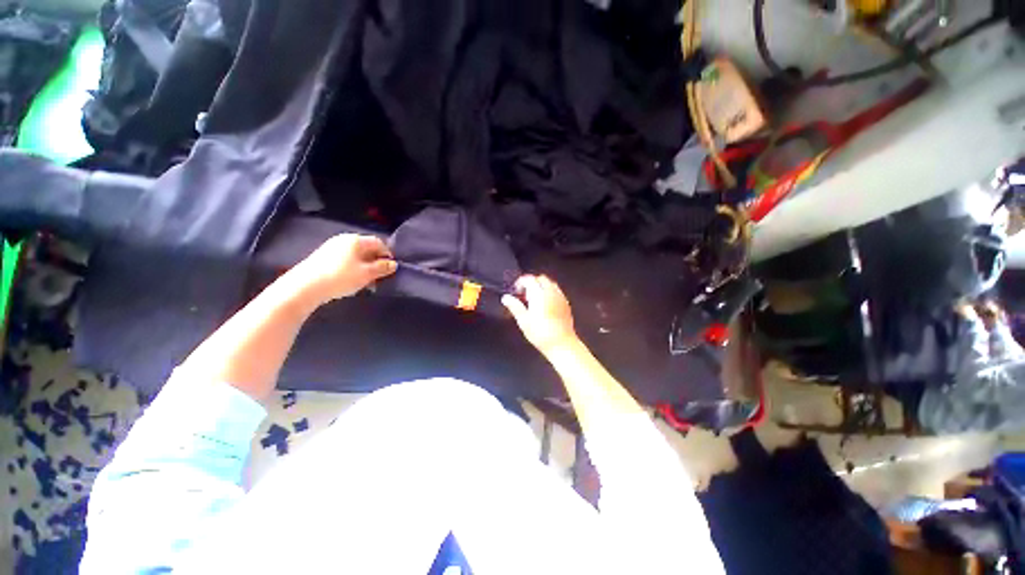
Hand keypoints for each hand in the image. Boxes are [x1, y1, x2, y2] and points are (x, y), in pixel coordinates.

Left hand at [294, 234, 396, 304]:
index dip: (387, 254)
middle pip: (367, 249)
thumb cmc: (341, 277)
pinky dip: (353, 269)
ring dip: (365, 268)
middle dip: (376, 263)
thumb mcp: (367, 274)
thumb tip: (393, 264)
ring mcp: (332, 248)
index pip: (378, 243)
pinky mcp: (323, 258)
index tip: (390, 268)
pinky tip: (351, 281)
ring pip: (356, 256)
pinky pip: (345, 261)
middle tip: (379, 277)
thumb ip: (382, 268)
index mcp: (356, 240)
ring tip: (366, 282)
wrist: (305, 287)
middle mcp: (344, 240)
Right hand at [502, 275, 578, 354]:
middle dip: (532, 283)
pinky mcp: (566, 304)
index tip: (516, 290)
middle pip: (541, 279)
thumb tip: (506, 298)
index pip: (529, 279)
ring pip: (550, 284)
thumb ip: (514, 306)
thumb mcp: (523, 320)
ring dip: (541, 287)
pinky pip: (557, 292)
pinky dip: (550, 293)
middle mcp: (551, 292)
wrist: (562, 344)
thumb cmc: (541, 334)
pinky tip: (545, 305)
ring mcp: (560, 297)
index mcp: (539, 294)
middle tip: (524, 294)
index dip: (521, 282)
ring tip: (534, 299)